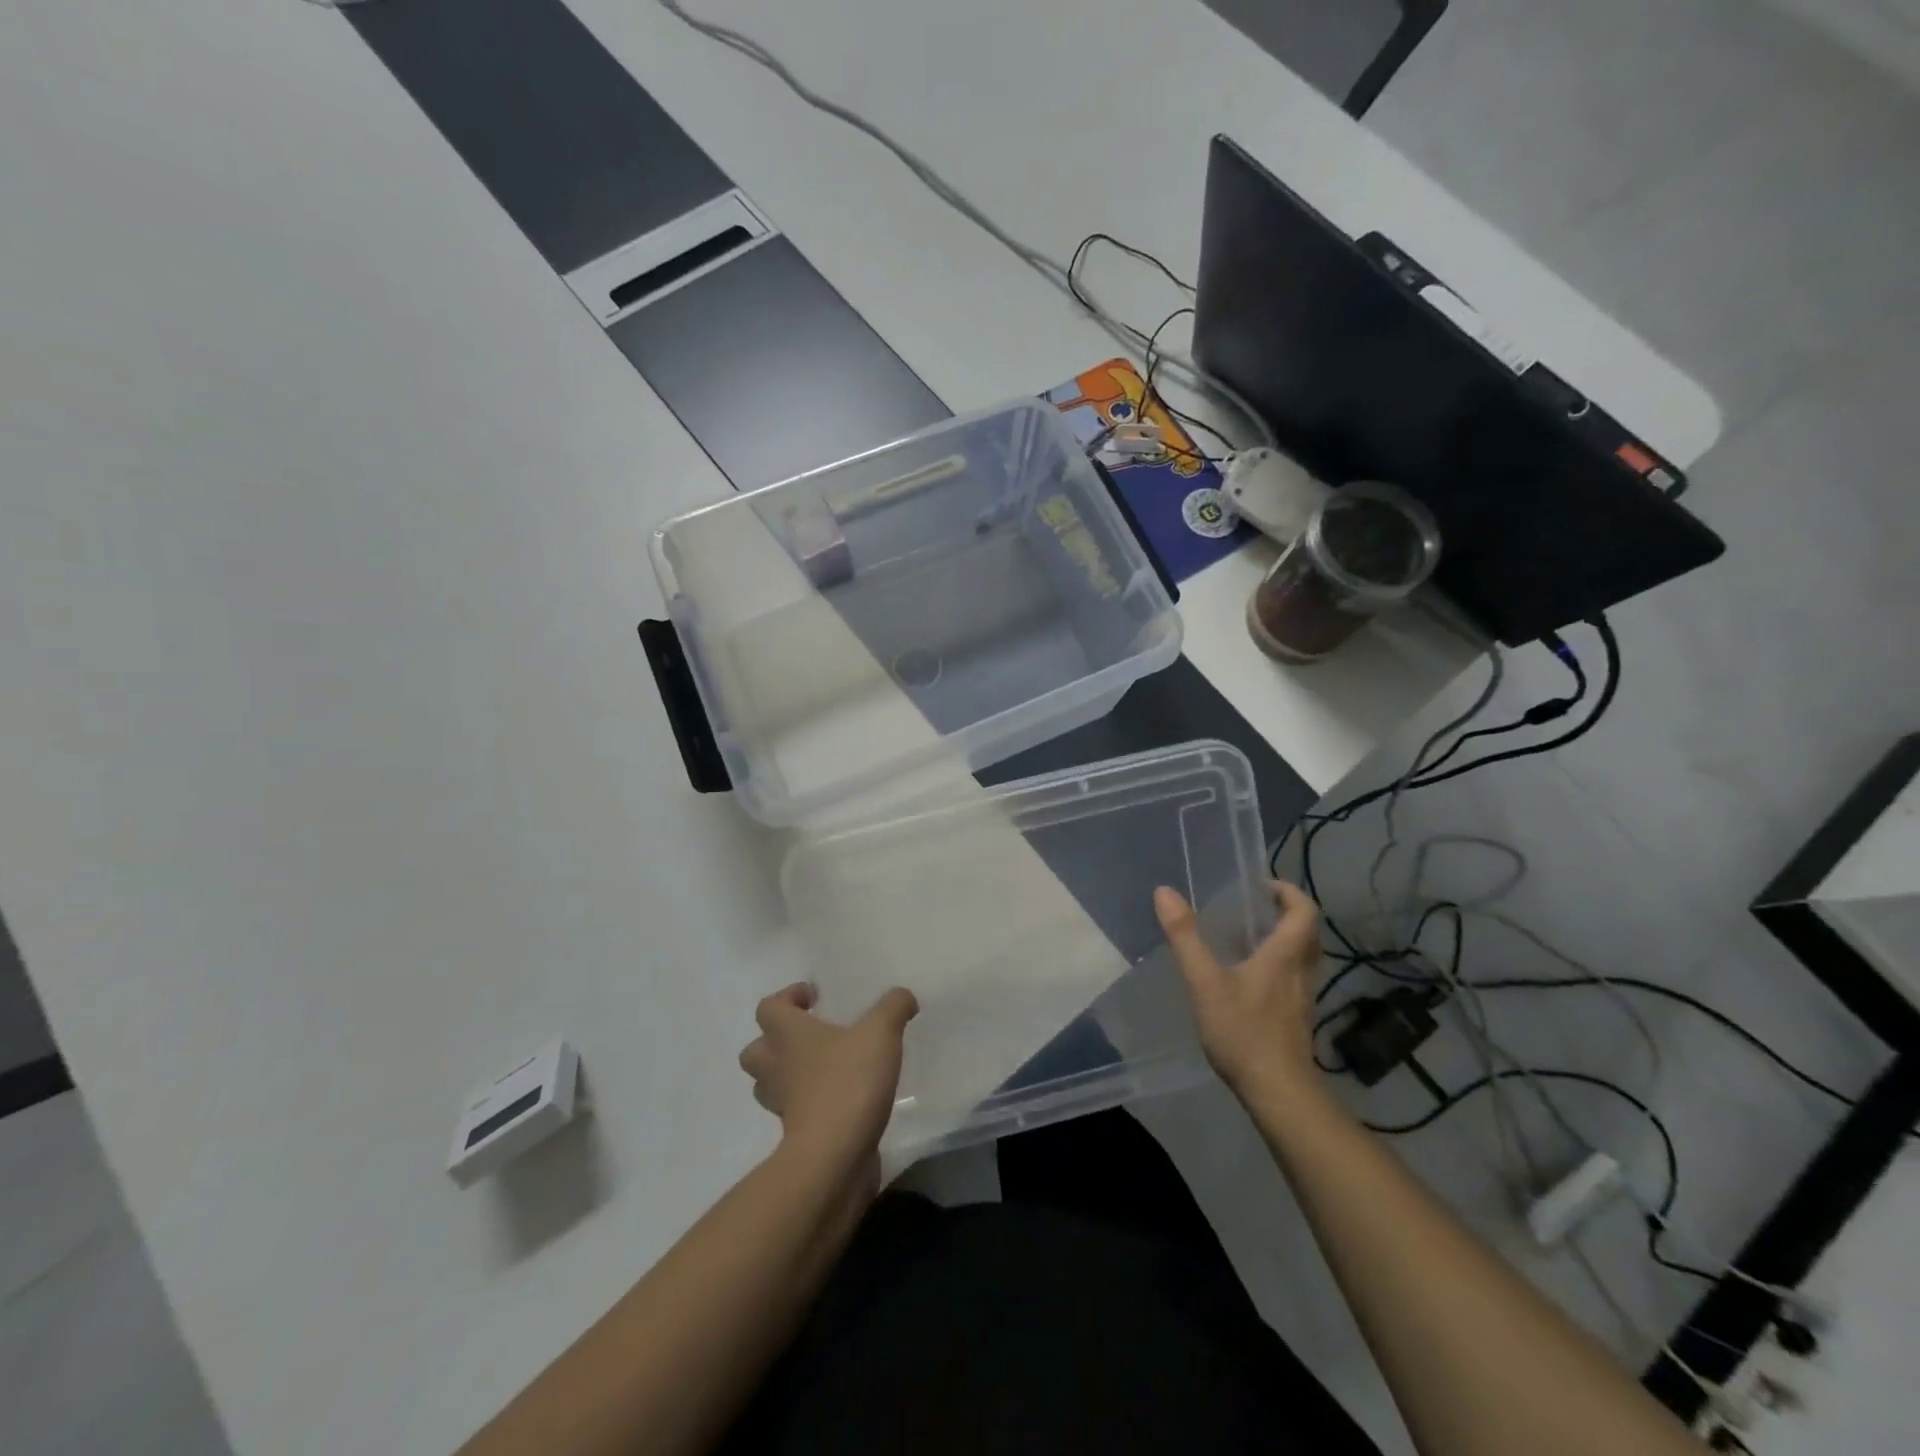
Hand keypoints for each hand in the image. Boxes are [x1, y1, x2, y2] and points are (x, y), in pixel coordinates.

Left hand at [738, 983, 918, 1177]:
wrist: (833, 1157)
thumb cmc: (849, 1081)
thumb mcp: (881, 1032)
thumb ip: (893, 1007)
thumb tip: (902, 997)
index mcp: (788, 1034)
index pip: (769, 1007)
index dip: (787, 998)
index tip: (813, 998)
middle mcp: (776, 1066)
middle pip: (756, 1050)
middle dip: (776, 1041)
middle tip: (811, 1035)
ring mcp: (782, 1104)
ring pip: (770, 1084)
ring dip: (789, 1074)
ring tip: (825, 1068)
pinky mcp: (795, 1134)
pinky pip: (794, 1111)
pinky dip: (810, 1104)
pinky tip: (842, 1098)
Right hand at [1154, 880, 1324, 1106]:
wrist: (1279, 1092)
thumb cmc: (1244, 1031)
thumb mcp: (1206, 981)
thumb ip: (1185, 937)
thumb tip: (1164, 892)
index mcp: (1286, 954)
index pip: (1304, 909)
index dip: (1287, 891)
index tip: (1259, 886)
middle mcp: (1301, 971)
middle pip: (1307, 932)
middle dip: (1285, 913)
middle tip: (1253, 908)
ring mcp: (1302, 997)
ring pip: (1302, 957)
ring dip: (1283, 940)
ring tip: (1247, 938)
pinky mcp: (1297, 1019)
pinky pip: (1293, 978)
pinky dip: (1277, 966)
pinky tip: (1248, 979)